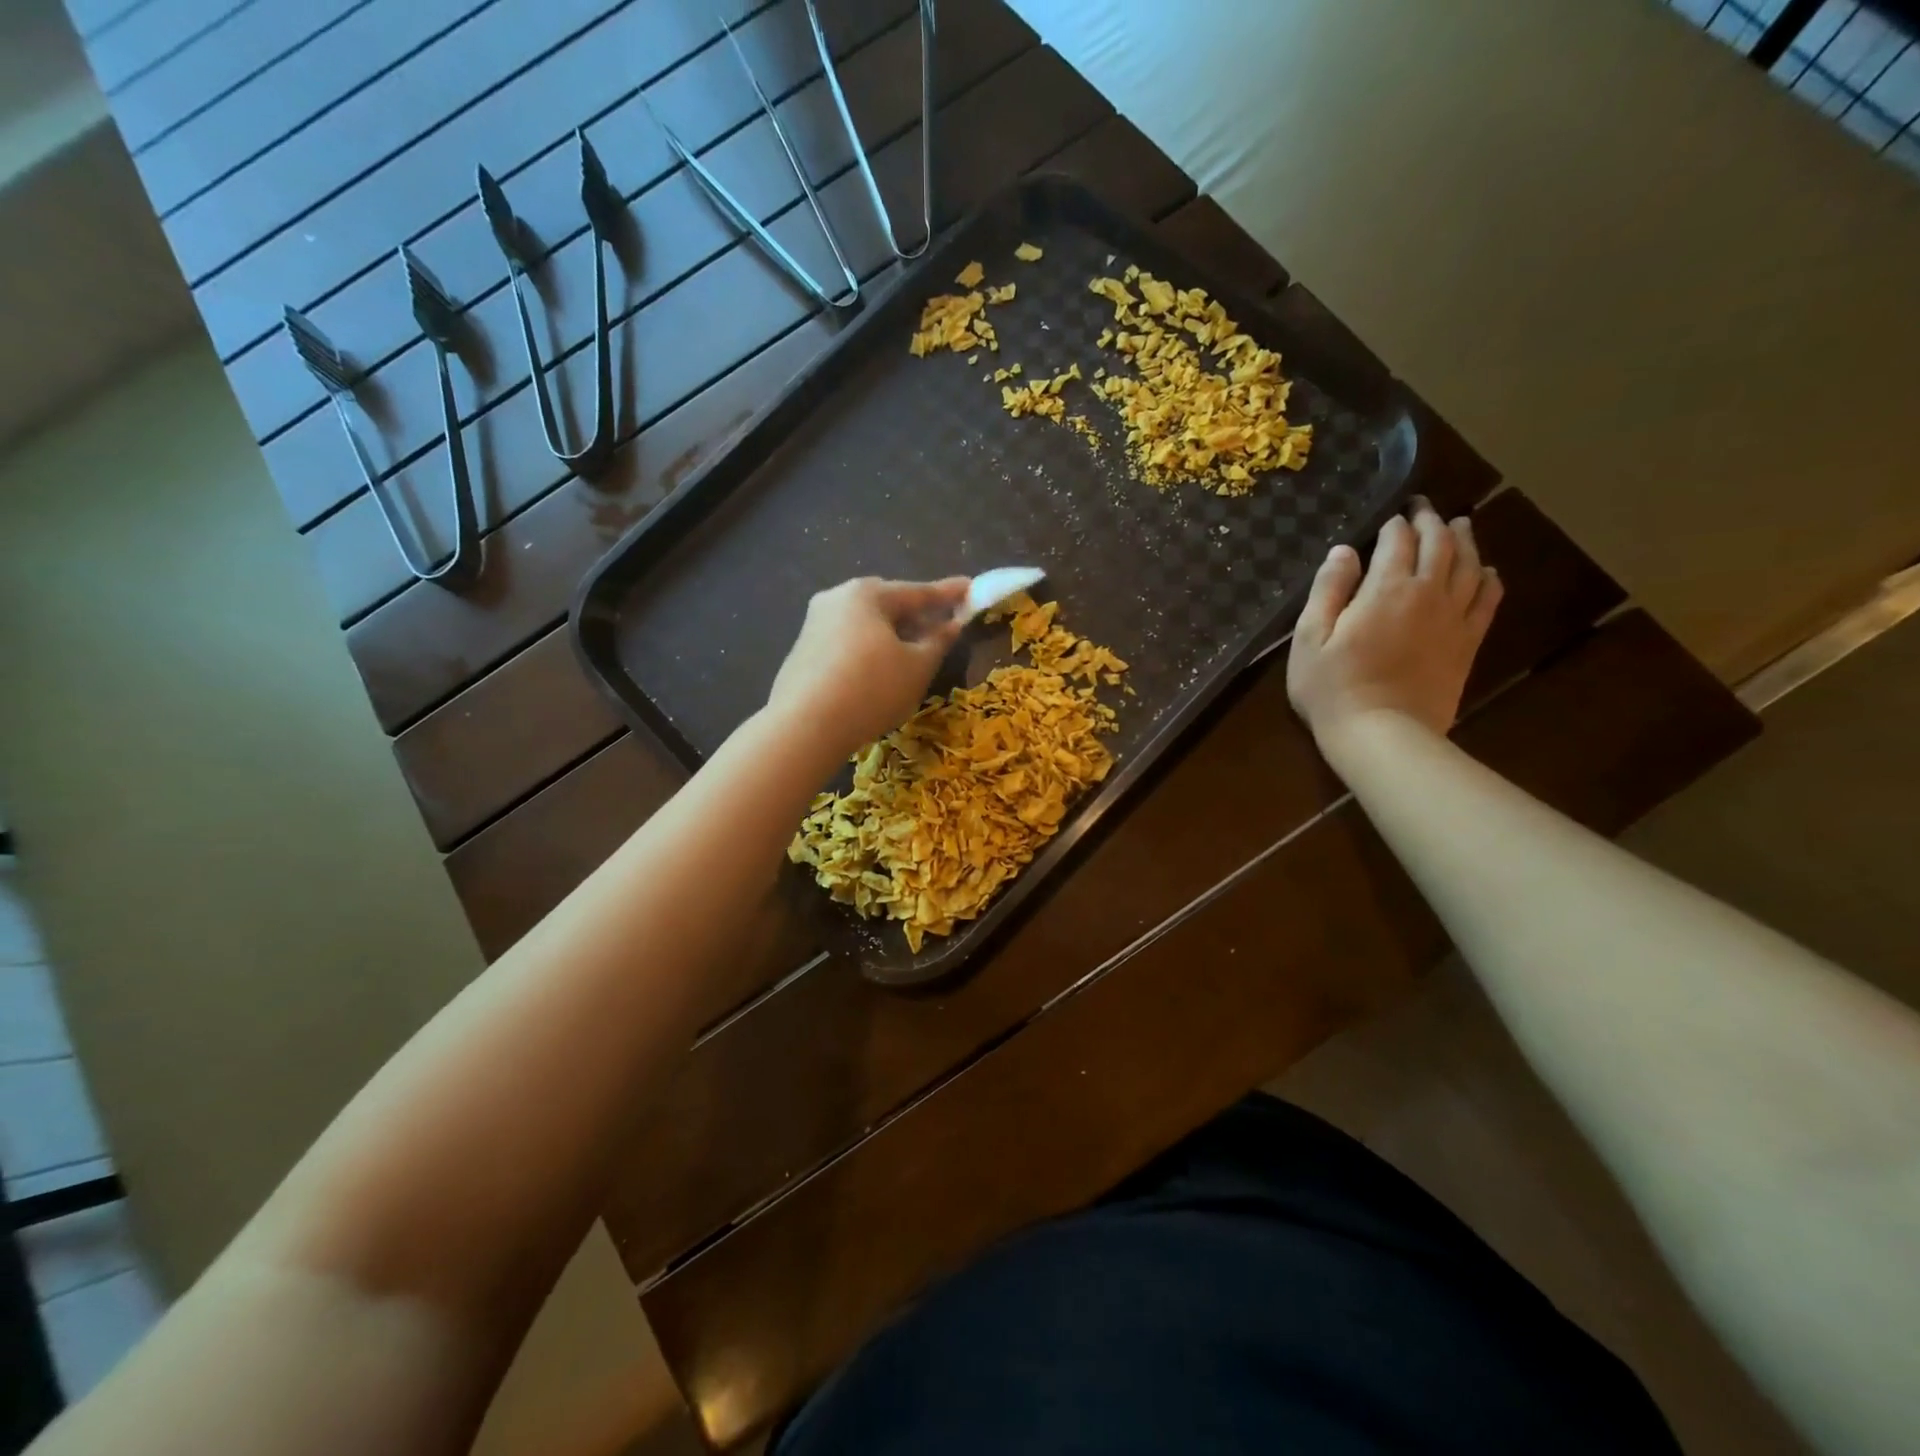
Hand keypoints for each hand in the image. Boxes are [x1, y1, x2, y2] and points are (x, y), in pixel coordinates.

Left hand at [767, 576, 969, 759]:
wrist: (804, 726)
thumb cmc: (871, 689)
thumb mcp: (917, 667)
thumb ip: (938, 641)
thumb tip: (951, 625)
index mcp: (867, 594)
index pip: (917, 592)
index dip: (949, 594)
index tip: (971, 588)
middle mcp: (837, 599)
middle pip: (888, 604)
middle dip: (917, 615)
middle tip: (943, 626)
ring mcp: (814, 624)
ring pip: (866, 625)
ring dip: (893, 636)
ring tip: (914, 654)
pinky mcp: (802, 652)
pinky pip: (847, 643)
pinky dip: (869, 651)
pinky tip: (879, 673)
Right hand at [1287, 496, 1502, 747]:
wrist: (1382, 734)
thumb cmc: (1332, 688)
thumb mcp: (1309, 638)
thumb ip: (1327, 590)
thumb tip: (1343, 551)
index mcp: (1385, 589)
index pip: (1397, 541)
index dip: (1394, 524)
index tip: (1390, 514)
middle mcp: (1427, 594)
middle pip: (1439, 545)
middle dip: (1431, 521)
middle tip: (1424, 508)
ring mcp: (1454, 619)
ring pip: (1469, 565)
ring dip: (1465, 540)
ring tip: (1460, 525)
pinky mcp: (1468, 644)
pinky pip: (1488, 600)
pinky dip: (1489, 578)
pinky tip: (1486, 571)